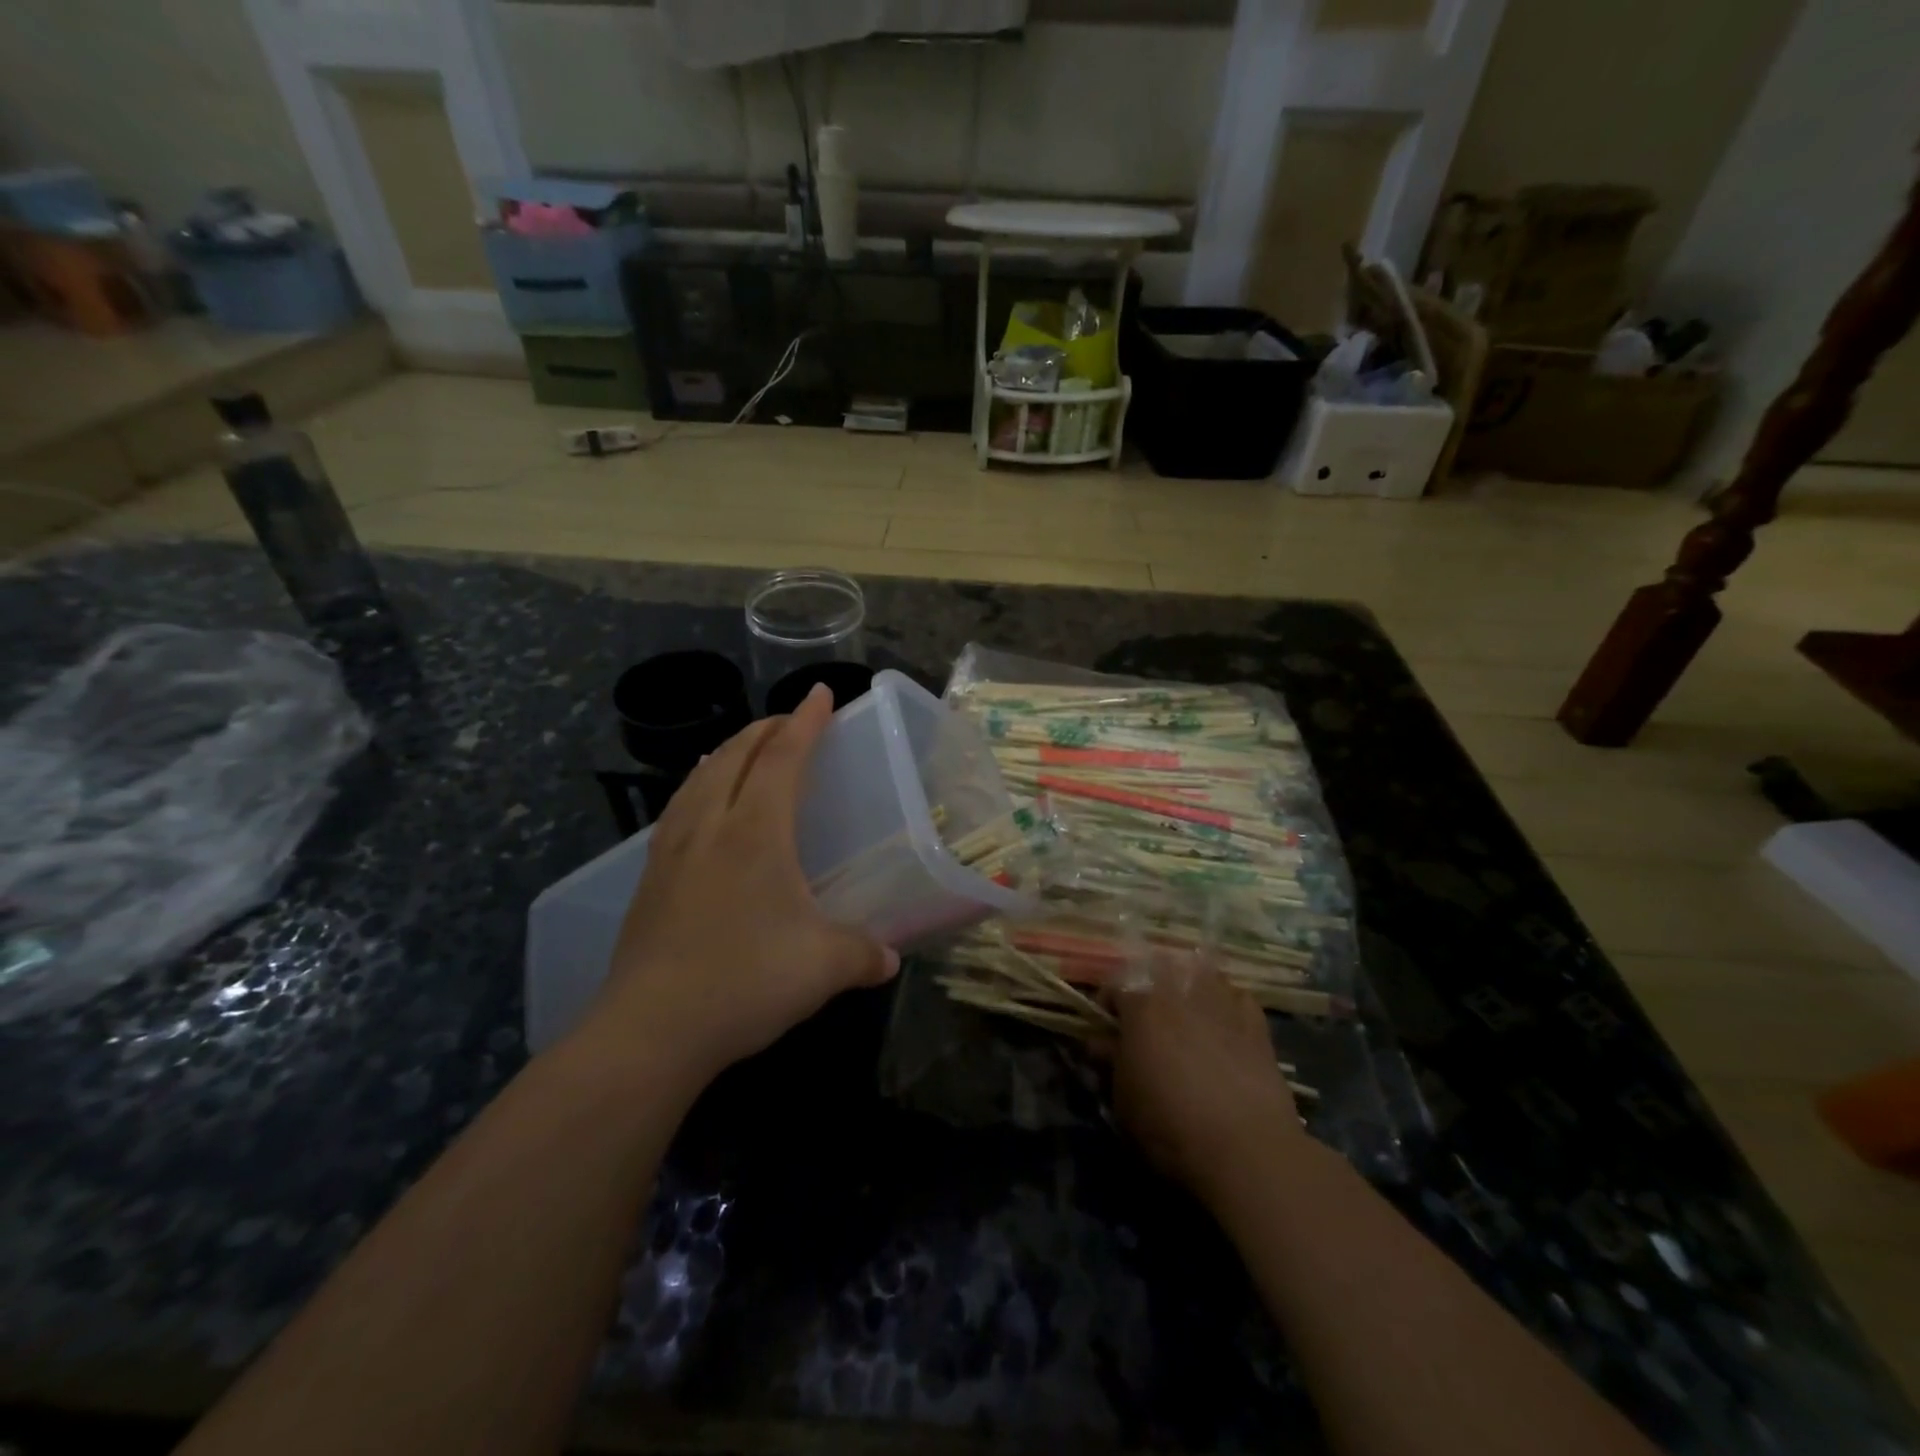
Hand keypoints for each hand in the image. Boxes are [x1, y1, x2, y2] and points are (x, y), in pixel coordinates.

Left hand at [581, 684, 897, 1087]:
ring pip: (699, 779)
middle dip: (765, 730)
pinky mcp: (649, 879)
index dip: (805, 722)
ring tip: (743, 751)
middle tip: (789, 722)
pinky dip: (697, 788)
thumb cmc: (745, 982)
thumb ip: (863, 954)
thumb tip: (888, 958)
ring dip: (727, 754)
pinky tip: (699, 808)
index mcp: (756, 832)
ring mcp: (672, 851)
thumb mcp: (823, 967)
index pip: (783, 758)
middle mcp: (710, 827)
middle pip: (736, 756)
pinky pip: (677, 810)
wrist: (650, 1029)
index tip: (820, 695)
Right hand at [1108, 957, 1304, 1204]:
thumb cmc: (1169, 1124)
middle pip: (1159, 969)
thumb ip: (1110, 1061)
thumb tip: (1101, 1043)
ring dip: (1190, 989)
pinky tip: (1226, 1030)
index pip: (1114, 984)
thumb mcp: (1122, 1098)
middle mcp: (1181, 991)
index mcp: (1142, 1004)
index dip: (1107, 1005)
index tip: (1107, 1029)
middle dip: (1150, 989)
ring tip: (1188, 1019)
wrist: (1245, 1149)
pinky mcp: (1257, 1023)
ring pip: (1202, 975)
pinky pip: (1237, 998)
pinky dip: (1227, 1006)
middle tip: (1148, 1022)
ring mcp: (1222, 1002)